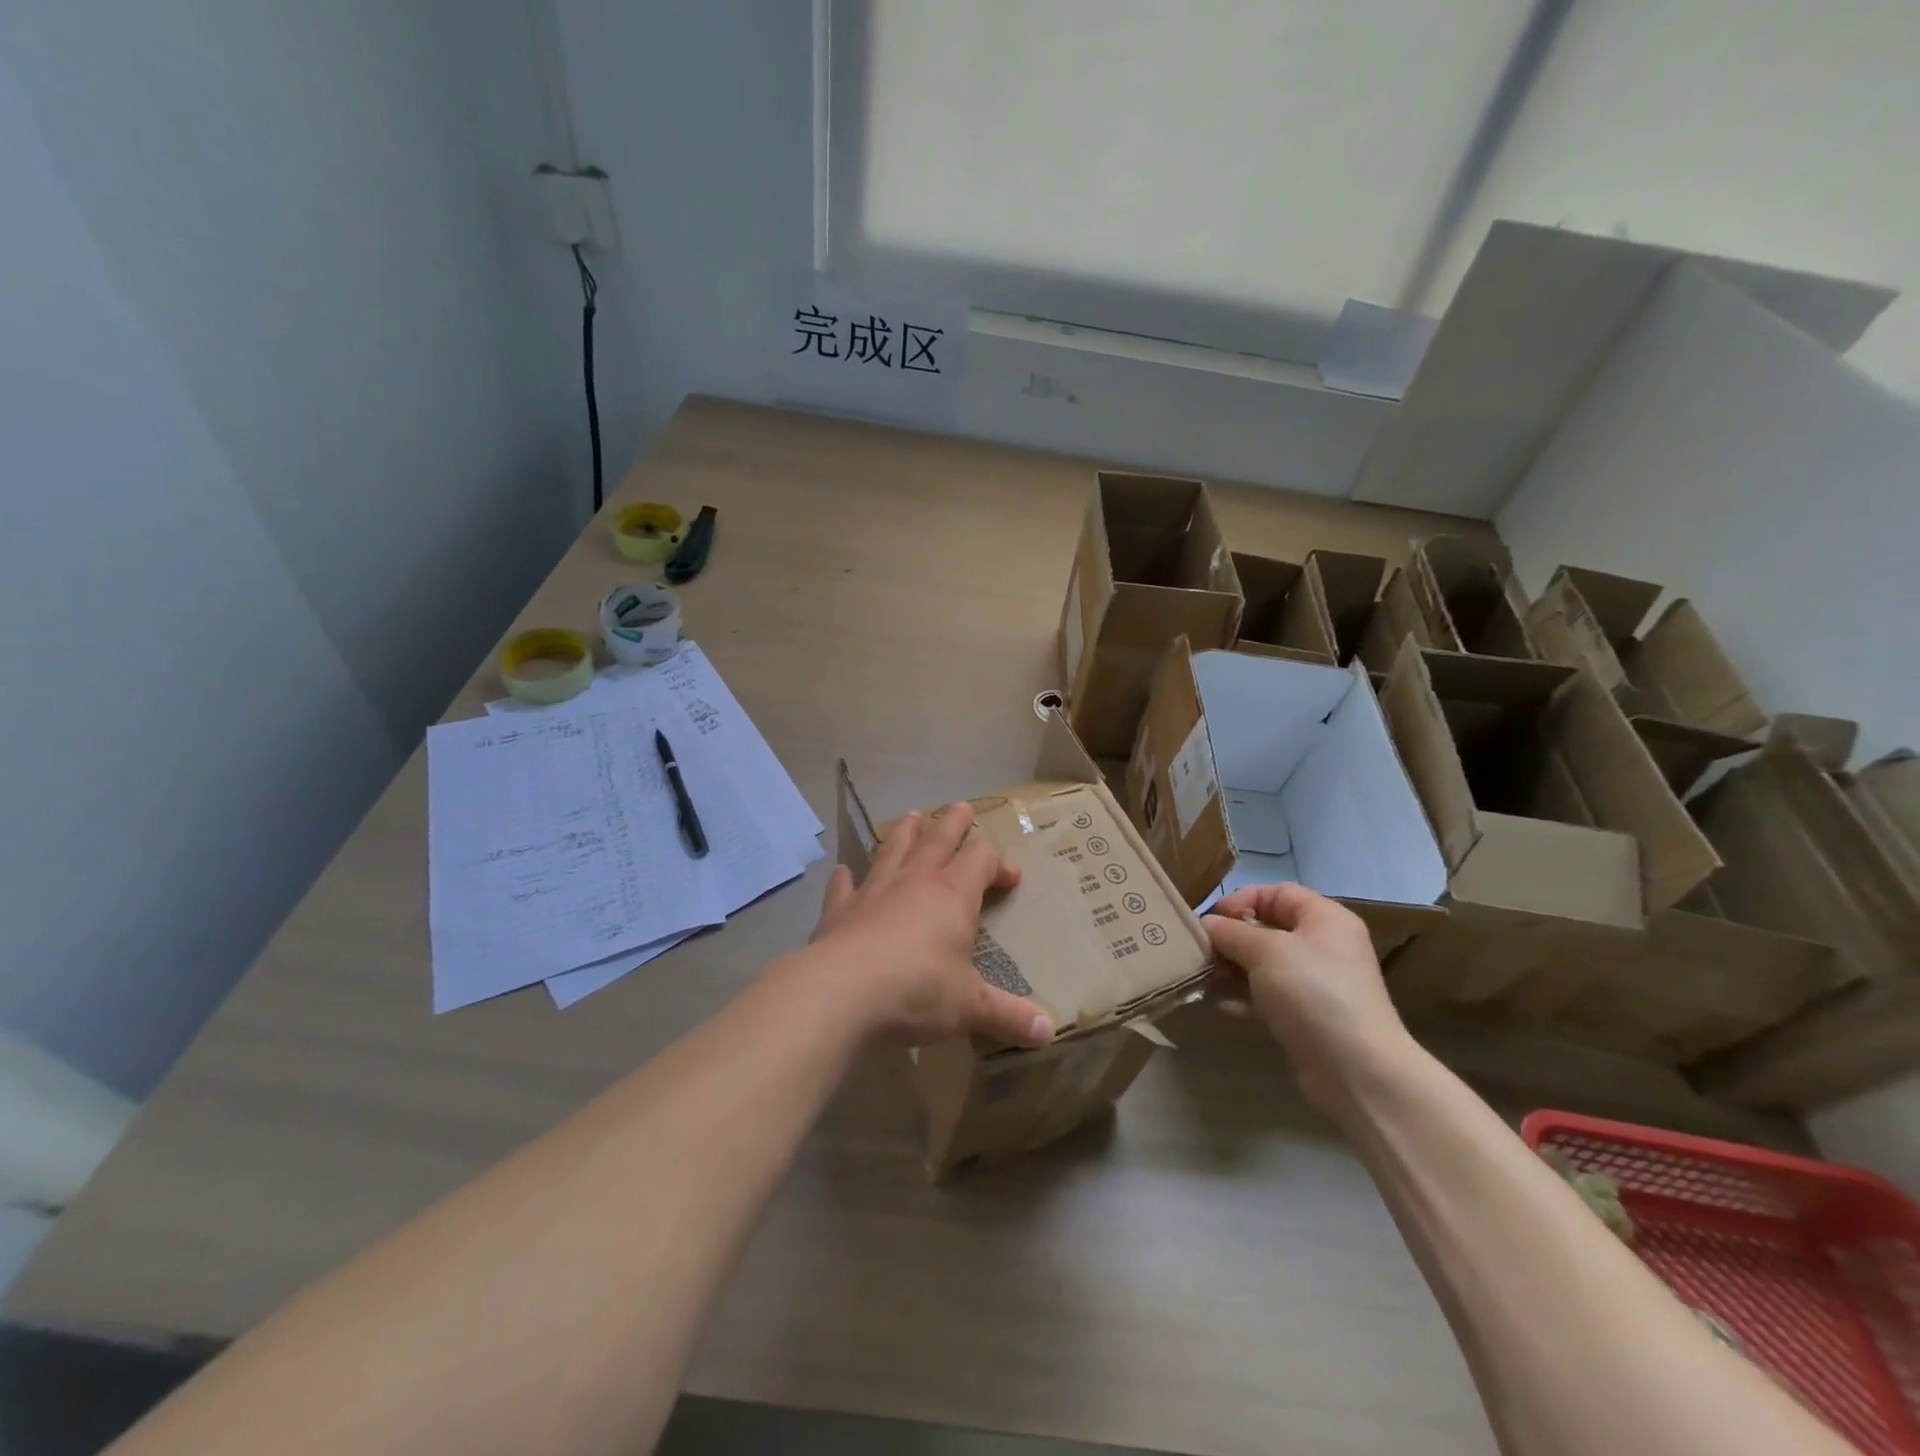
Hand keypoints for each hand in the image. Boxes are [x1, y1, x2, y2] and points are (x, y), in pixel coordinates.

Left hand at [802, 802, 1054, 1048]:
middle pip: (938, 838)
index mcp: (953, 894)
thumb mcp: (970, 1007)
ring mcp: (874, 890)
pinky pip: (844, 885)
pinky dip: (846, 877)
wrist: (842, 992)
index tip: (1010, 877)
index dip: (999, 862)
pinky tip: (844, 872)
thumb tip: (1048, 1033)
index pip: (982, 858)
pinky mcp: (840, 908)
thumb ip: (1008, 1016)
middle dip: (954, 823)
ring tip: (913, 816)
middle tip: (962, 807)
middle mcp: (915, 880)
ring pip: (894, 848)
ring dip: (905, 831)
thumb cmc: (917, 990)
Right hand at [1202, 883, 1413, 1111]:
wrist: (1356, 1070)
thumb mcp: (1265, 951)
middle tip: (1201, 952)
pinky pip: (1268, 997)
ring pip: (1264, 965)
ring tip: (1204, 979)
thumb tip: (1206, 924)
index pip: (1277, 893)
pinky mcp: (1307, 1017)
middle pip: (1267, 929)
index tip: (1212, 920)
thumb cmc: (1312, 993)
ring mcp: (1316, 984)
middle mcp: (1324, 946)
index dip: (1242, 900)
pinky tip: (1221, 1006)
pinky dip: (1244, 998)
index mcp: (1325, 919)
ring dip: (1232, 969)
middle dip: (1231, 939)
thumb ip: (1231, 932)